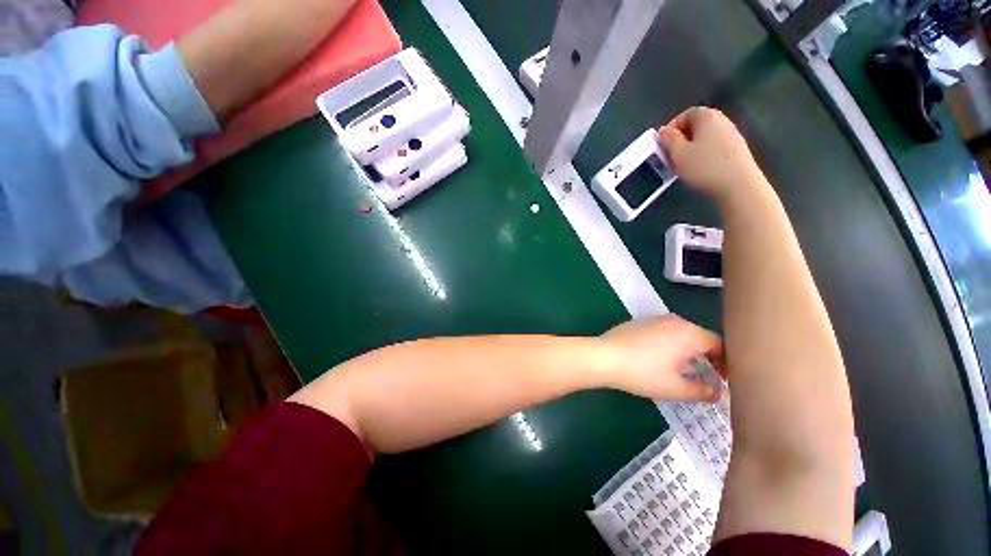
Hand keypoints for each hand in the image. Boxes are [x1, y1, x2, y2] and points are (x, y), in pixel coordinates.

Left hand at [599, 316, 723, 401]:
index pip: (718, 344)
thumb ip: (702, 390)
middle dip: (708, 356)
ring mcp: (653, 319)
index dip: (726, 362)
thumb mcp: (675, 387)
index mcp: (688, 333)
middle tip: (709, 376)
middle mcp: (673, 321)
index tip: (725, 379)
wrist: (603, 356)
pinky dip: (670, 344)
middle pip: (700, 336)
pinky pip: (663, 332)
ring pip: (680, 333)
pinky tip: (661, 358)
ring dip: (688, 350)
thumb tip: (719, 393)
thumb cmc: (642, 372)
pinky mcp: (638, 322)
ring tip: (686, 369)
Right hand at [656, 107, 762, 200]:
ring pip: (705, 136)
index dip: (672, 127)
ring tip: (682, 164)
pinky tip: (699, 169)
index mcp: (707, 116)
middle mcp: (722, 120)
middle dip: (681, 138)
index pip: (686, 113)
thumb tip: (663, 130)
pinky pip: (714, 146)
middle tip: (671, 155)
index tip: (663, 143)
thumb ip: (669, 139)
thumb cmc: (704, 167)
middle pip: (697, 124)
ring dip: (691, 147)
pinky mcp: (737, 149)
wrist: (738, 185)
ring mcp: (732, 134)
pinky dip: (703, 154)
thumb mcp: (679, 153)